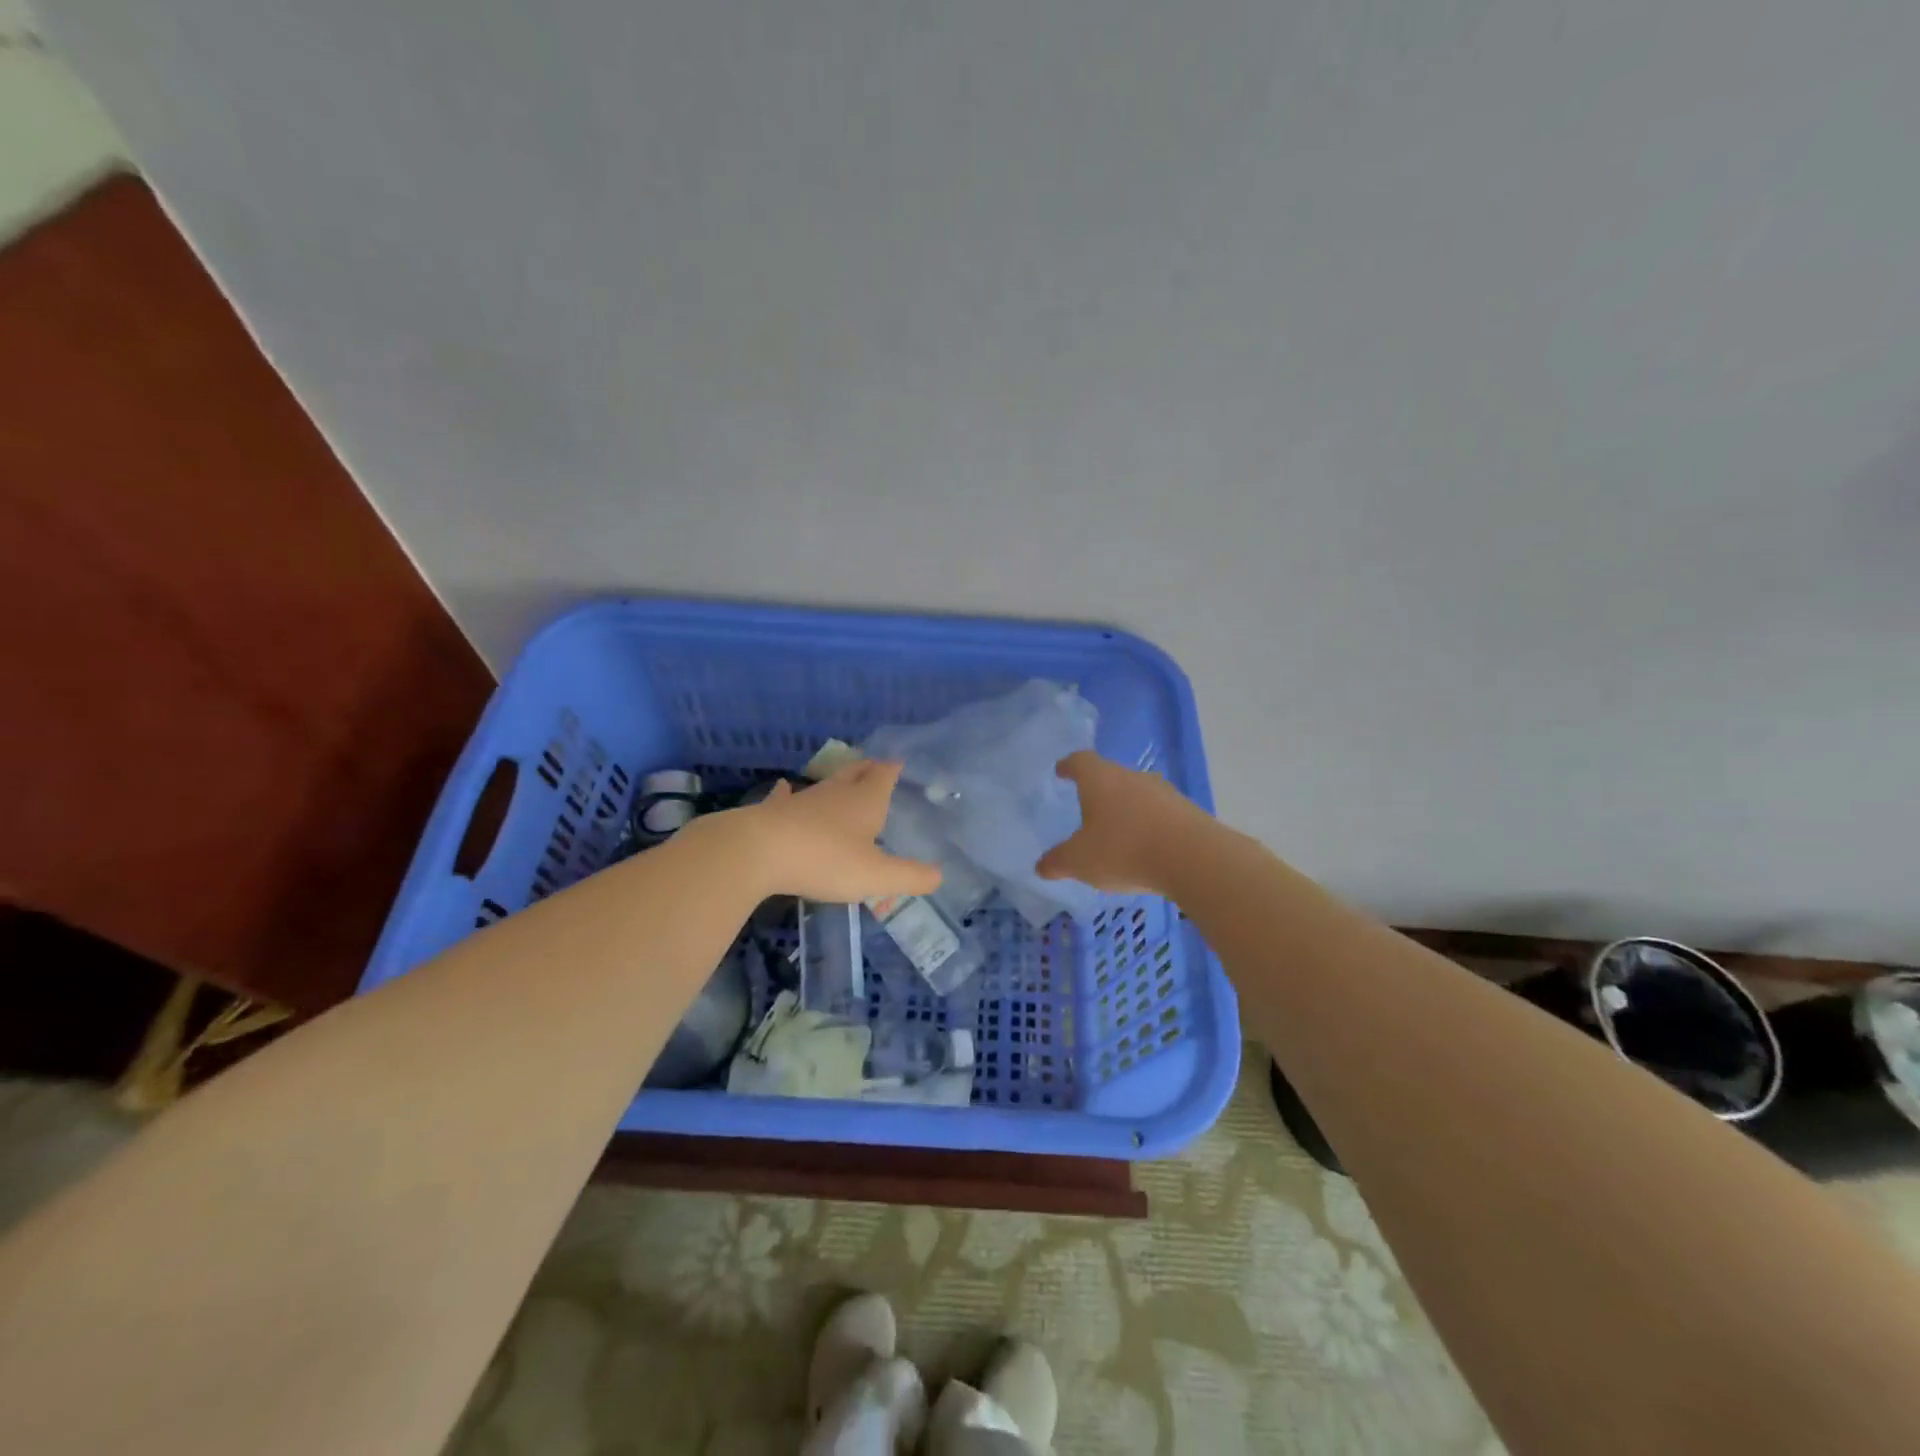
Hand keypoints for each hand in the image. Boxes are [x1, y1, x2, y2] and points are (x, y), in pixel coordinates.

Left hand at [715, 760, 941, 903]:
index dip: (893, 769)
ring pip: (825, 784)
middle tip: (875, 766)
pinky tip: (784, 788)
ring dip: (836, 782)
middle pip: (856, 772)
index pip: (884, 775)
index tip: (898, 763)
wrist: (759, 852)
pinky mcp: (775, 812)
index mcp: (866, 801)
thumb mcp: (876, 875)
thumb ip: (910, 877)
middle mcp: (836, 793)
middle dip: (868, 769)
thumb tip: (939, 875)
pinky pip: (785, 798)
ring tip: (843, 780)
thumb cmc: (826, 860)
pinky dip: (788, 793)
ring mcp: (803, 800)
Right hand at [1036, 751, 1208, 895]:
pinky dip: (1148, 824)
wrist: (1193, 858)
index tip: (1062, 771)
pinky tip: (1145, 847)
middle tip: (1087, 806)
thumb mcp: (1080, 862)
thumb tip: (1041, 866)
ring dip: (1126, 807)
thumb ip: (1058, 862)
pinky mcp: (1187, 811)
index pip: (1080, 761)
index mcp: (1100, 779)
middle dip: (1098, 789)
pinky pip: (1159, 812)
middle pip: (1110, 775)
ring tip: (1117, 830)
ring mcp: (1163, 792)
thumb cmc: (1124, 850)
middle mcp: (1132, 777)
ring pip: (1137, 793)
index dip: (1069, 766)